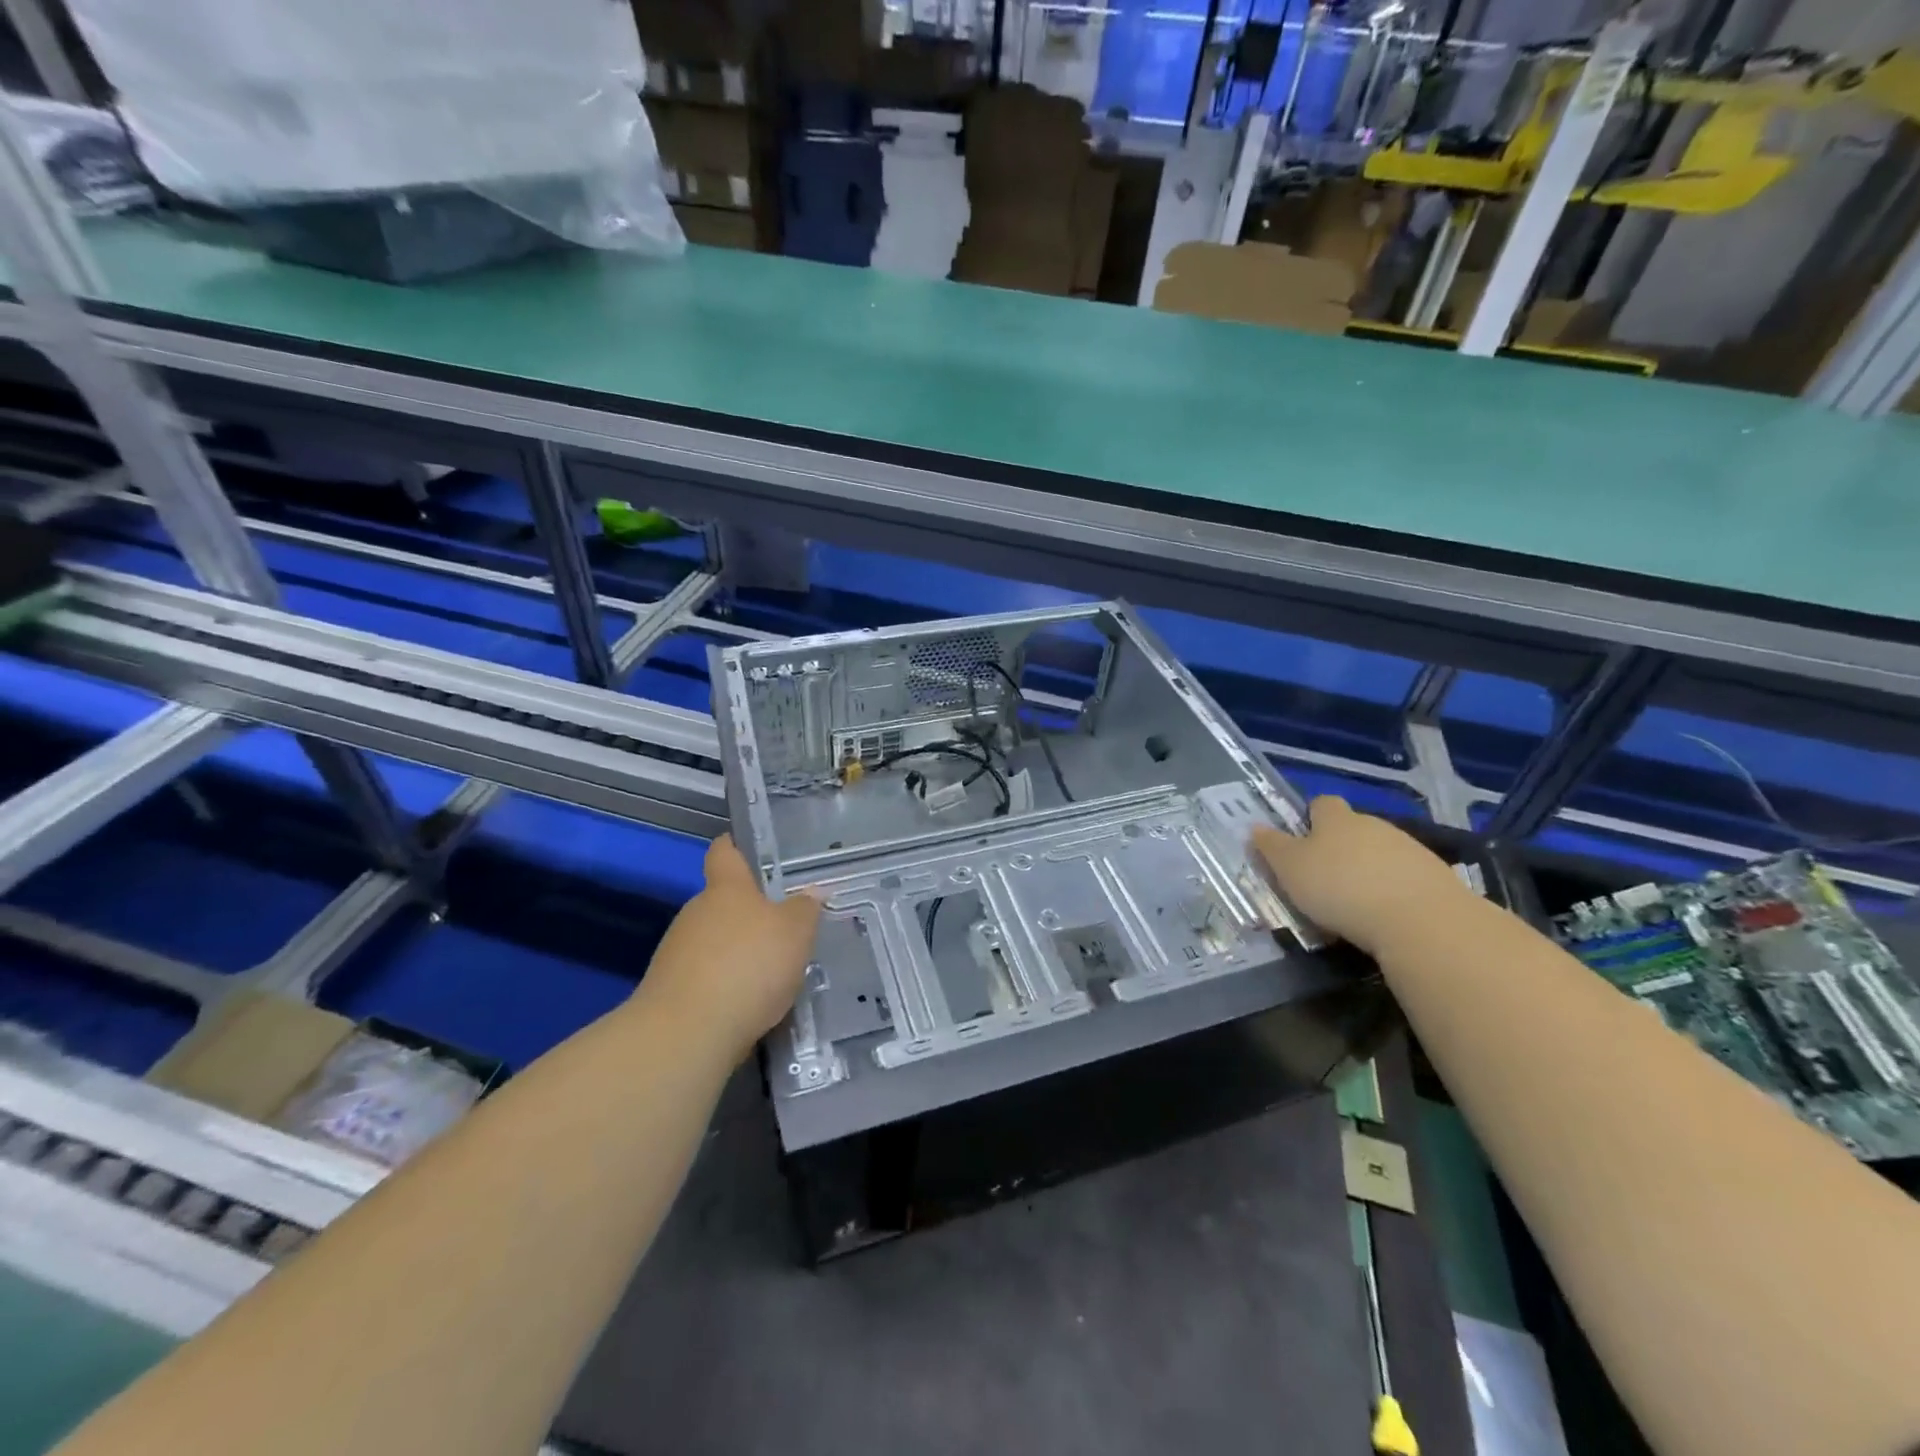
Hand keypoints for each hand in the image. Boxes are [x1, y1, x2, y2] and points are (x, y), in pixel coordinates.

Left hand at [637, 836, 821, 1058]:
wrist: (686, 1033)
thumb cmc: (748, 966)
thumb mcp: (795, 933)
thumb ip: (805, 910)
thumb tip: (812, 892)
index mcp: (726, 888)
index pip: (724, 852)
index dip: (735, 847)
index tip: (749, 849)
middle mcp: (696, 912)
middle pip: (722, 902)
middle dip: (749, 914)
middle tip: (783, 929)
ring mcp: (677, 951)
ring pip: (713, 941)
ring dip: (737, 952)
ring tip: (770, 975)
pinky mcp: (669, 990)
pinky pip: (704, 977)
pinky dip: (725, 985)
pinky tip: (747, 1005)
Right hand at [1252, 796, 1467, 955]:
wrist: (1420, 920)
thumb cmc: (1340, 888)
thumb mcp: (1290, 869)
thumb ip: (1272, 847)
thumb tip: (1256, 827)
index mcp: (1336, 819)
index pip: (1321, 804)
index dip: (1310, 818)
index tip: (1301, 842)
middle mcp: (1374, 824)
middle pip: (1353, 828)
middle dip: (1340, 848)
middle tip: (1323, 880)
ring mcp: (1409, 849)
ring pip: (1381, 853)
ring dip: (1368, 870)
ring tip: (1355, 905)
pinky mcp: (1436, 877)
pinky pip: (1406, 877)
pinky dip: (1394, 891)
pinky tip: (1385, 917)